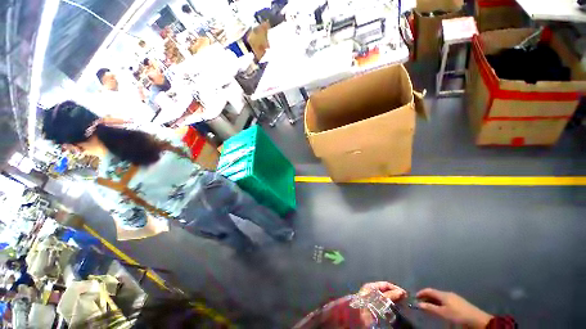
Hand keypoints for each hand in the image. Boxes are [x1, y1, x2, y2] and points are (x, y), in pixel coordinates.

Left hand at [358, 282, 406, 326]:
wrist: (357, 317)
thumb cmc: (368, 304)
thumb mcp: (379, 298)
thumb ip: (390, 295)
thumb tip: (402, 292)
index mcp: (372, 286)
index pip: (386, 285)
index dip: (396, 289)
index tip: (406, 295)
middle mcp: (372, 292)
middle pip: (386, 292)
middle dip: (396, 296)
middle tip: (405, 301)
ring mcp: (373, 301)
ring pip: (386, 299)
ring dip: (394, 302)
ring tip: (402, 307)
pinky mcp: (374, 310)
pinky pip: (384, 307)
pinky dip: (391, 308)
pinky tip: (396, 312)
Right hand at [416, 288, 492, 328]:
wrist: (478, 320)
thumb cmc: (458, 315)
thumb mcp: (443, 313)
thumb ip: (430, 308)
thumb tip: (418, 304)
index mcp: (443, 294)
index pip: (429, 290)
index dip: (421, 293)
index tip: (415, 297)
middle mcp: (448, 293)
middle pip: (434, 293)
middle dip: (427, 297)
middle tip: (421, 304)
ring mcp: (454, 298)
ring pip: (440, 297)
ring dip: (433, 301)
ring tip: (429, 308)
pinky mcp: (459, 303)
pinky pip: (445, 300)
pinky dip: (439, 303)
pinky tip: (440, 309)